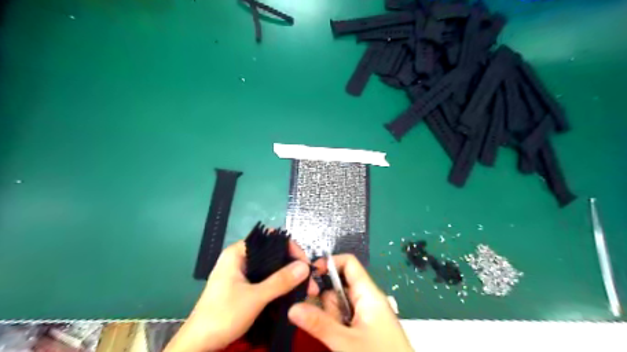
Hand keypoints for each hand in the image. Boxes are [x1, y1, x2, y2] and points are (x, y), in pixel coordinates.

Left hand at [165, 239, 318, 351]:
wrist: (199, 345)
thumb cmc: (222, 315)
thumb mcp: (255, 297)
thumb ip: (280, 281)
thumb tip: (305, 266)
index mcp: (237, 252)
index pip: (269, 239)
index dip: (289, 248)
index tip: (304, 263)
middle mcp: (240, 258)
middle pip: (272, 253)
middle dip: (292, 265)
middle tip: (309, 279)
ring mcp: (241, 273)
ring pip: (270, 267)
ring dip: (287, 276)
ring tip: (304, 287)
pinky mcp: (243, 286)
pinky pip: (265, 279)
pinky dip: (278, 284)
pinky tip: (291, 292)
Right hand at [285, 254, 414, 351]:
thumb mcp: (347, 343)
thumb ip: (320, 324)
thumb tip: (292, 308)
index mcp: (368, 293)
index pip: (348, 263)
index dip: (328, 264)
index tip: (309, 277)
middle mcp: (367, 299)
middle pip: (339, 285)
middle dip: (326, 299)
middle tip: (321, 317)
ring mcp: (365, 314)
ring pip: (339, 303)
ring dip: (330, 316)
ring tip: (337, 337)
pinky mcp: (364, 327)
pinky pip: (343, 317)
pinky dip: (336, 325)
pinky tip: (337, 339)